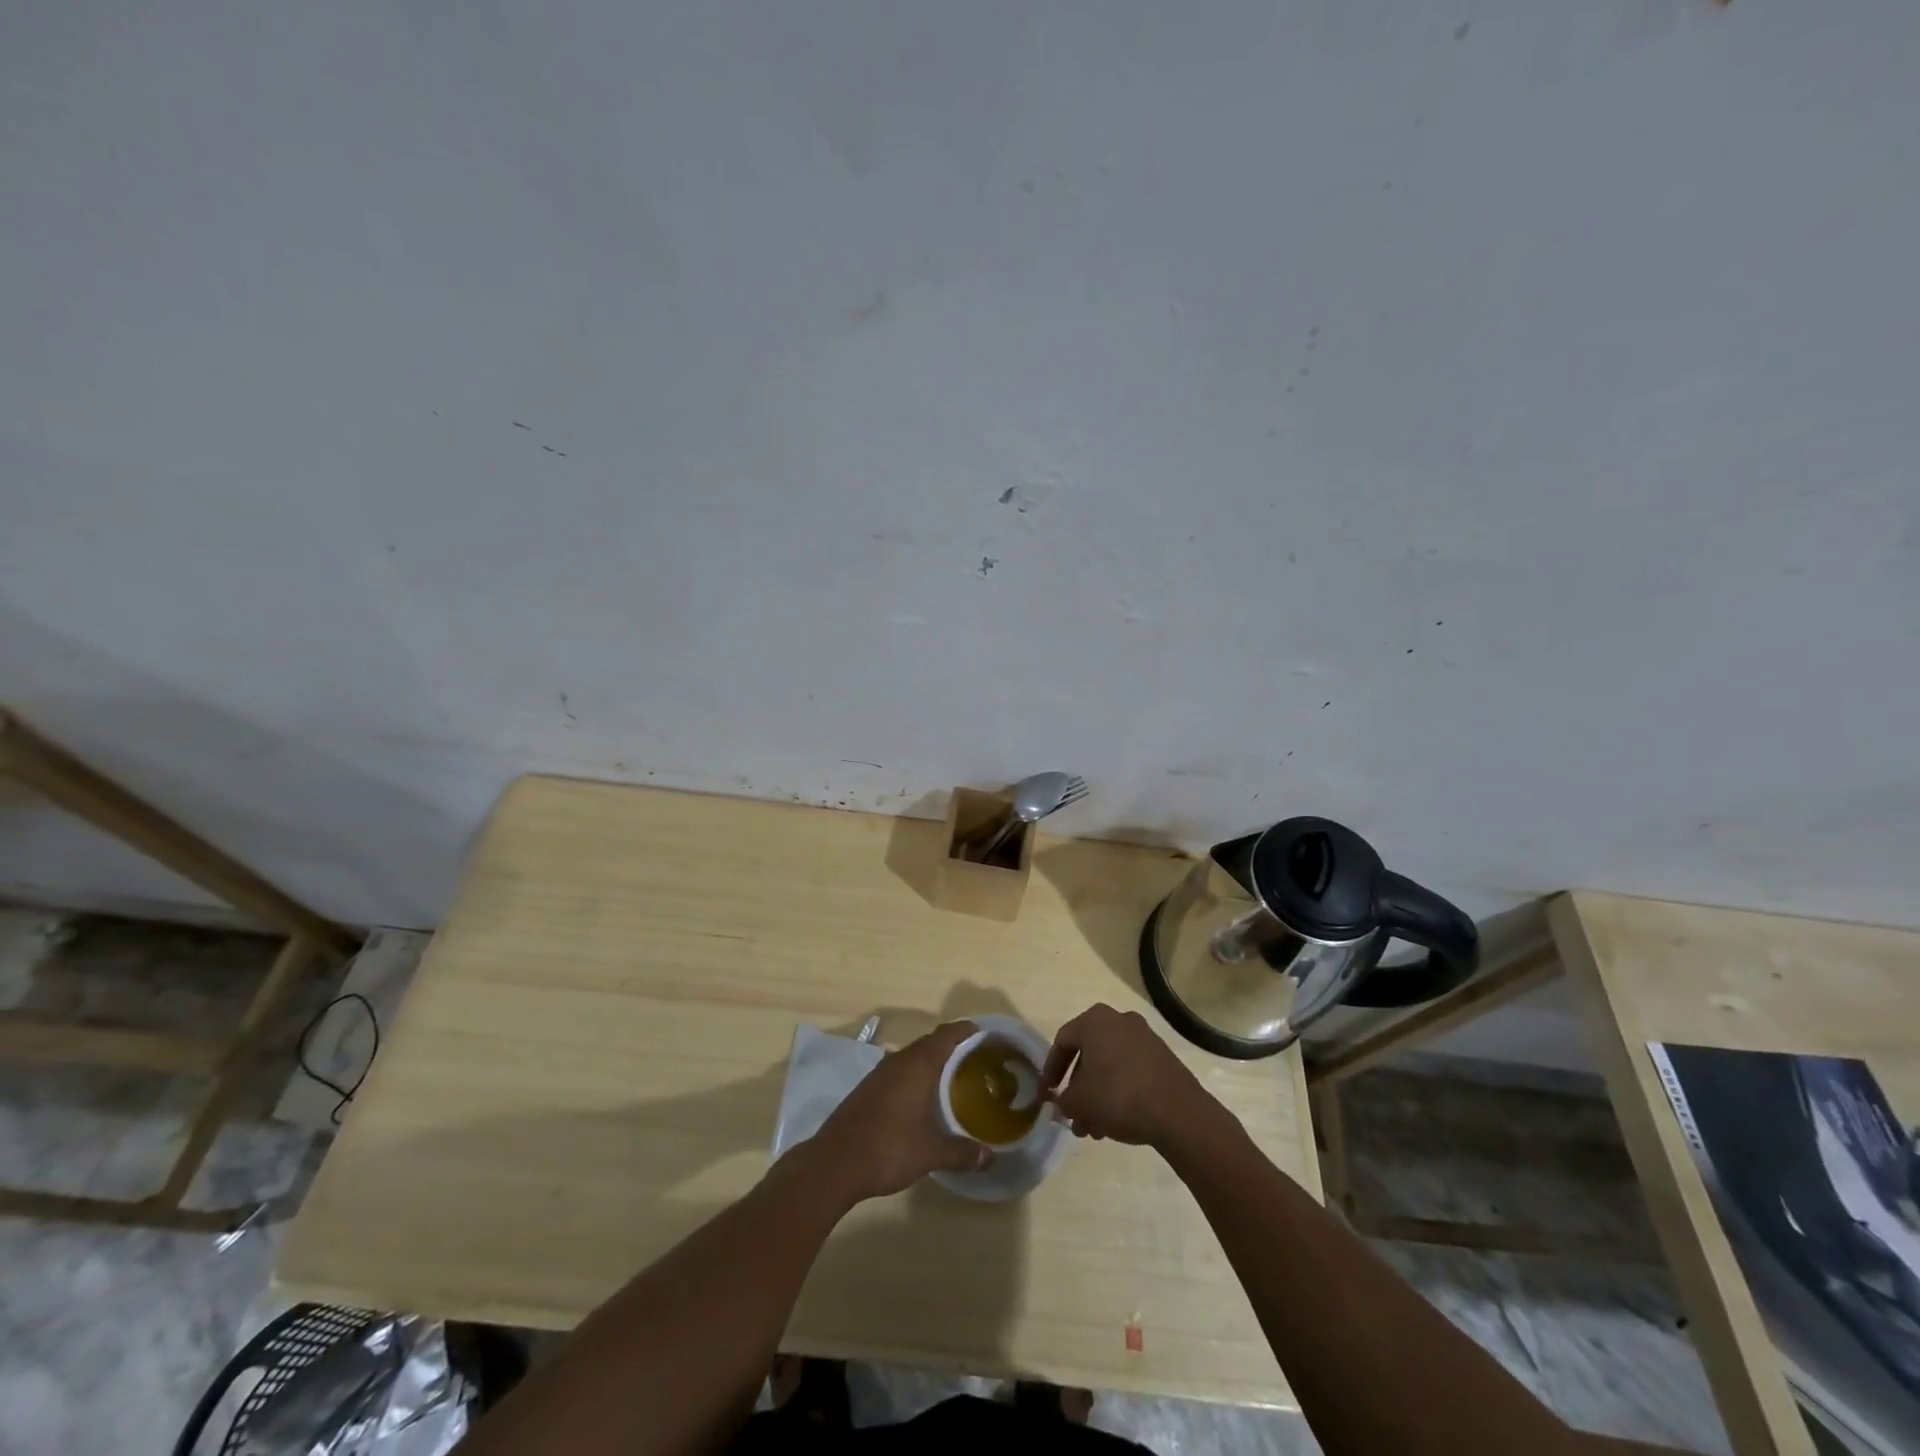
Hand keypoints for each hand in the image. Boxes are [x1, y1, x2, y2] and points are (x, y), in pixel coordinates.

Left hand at [805, 1021, 989, 1204]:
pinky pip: (898, 1072)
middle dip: (952, 1047)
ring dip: (931, 1063)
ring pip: (911, 1057)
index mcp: (917, 1064)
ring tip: (952, 1079)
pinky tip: (921, 1099)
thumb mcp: (931, 1153)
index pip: (946, 1034)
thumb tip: (990, 1158)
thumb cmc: (889, 1148)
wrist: (835, 1163)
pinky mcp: (867, 1089)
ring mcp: (879, 1074)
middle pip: (929, 1043)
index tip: (984, 1035)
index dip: (966, 1030)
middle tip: (975, 1061)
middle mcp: (898, 1061)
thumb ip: (962, 1152)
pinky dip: (914, 1077)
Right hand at [1042, 1004, 1209, 1147]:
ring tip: (1093, 1128)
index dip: (1050, 1070)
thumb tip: (1063, 1102)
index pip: (1062, 1042)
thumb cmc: (1117, 1095)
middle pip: (1088, 1055)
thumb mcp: (1079, 1102)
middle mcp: (1119, 1020)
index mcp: (1095, 1020)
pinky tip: (1115, 1122)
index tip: (1046, 1095)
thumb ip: (1063, 1099)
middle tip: (1072, 1116)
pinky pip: (1131, 1071)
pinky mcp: (1163, 1057)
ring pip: (1110, 1066)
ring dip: (1097, 1095)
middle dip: (1078, 1088)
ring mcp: (1144, 1037)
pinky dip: (1119, 1092)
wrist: (1176, 1111)